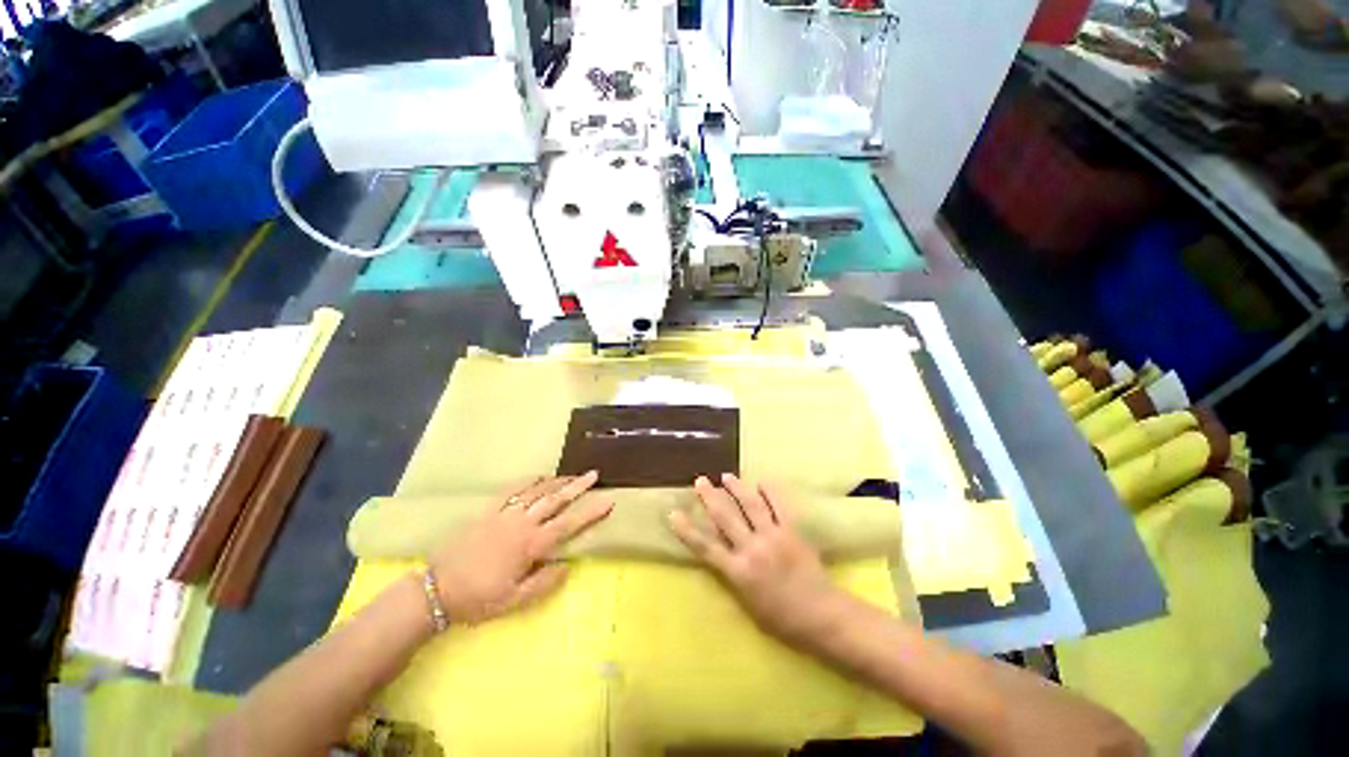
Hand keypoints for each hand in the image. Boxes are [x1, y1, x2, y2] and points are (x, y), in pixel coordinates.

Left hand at [428, 472, 611, 625]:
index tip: (608, 500)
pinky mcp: (489, 511)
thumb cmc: (478, 598)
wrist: (437, 589)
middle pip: (555, 500)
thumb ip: (545, 583)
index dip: (590, 512)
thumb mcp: (514, 601)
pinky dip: (529, 481)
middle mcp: (522, 524)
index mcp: (531, 545)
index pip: (568, 524)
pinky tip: (540, 476)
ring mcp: (505, 514)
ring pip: (537, 492)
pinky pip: (512, 490)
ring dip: (557, 481)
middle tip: (594, 474)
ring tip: (573, 474)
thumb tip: (568, 565)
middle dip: (577, 487)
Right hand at [667, 474, 847, 648]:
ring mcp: (773, 537)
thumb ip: (733, 577)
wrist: (822, 617)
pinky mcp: (792, 531)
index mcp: (738, 572)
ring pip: (750, 505)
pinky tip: (762, 481)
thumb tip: (721, 555)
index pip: (705, 547)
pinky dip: (770, 492)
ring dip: (736, 488)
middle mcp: (752, 549)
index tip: (673, 513)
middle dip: (710, 497)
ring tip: (726, 476)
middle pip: (725, 517)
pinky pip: (779, 506)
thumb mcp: (748, 605)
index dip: (687, 530)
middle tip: (700, 480)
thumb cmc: (782, 620)